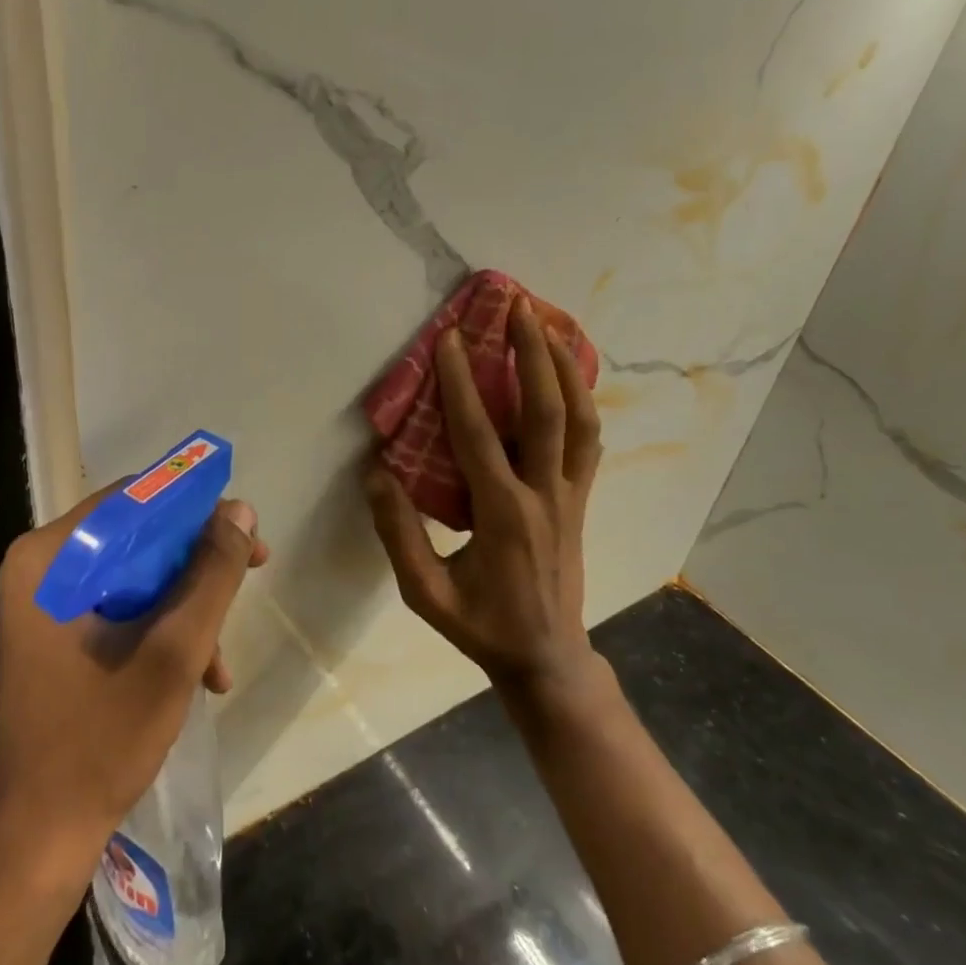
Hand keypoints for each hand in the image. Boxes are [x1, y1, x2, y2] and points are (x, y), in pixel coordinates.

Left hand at [0, 490, 268, 872]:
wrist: (45, 833)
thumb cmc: (104, 736)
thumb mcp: (174, 649)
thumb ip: (212, 574)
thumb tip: (240, 511)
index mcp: (49, 559)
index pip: (133, 501)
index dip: (194, 510)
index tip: (243, 533)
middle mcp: (40, 568)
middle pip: (136, 536)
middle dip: (197, 564)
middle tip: (252, 571)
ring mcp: (46, 603)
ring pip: (135, 573)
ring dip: (186, 605)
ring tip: (220, 659)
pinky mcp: (58, 632)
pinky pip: (121, 606)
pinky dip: (162, 629)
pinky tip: (199, 673)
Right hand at [365, 294, 601, 699]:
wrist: (547, 658)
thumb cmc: (480, 625)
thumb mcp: (424, 593)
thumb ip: (398, 533)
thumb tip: (376, 472)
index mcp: (501, 515)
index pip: (477, 435)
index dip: (461, 383)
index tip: (449, 339)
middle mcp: (543, 495)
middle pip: (546, 411)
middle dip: (532, 353)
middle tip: (517, 306)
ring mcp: (571, 495)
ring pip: (580, 419)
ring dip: (565, 368)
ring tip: (549, 325)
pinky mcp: (582, 499)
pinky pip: (589, 439)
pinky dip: (583, 398)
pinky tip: (569, 375)